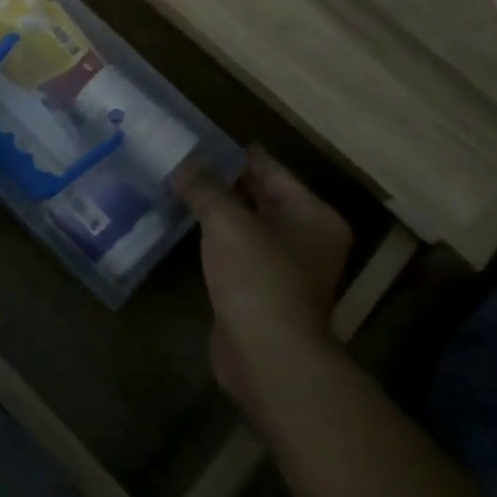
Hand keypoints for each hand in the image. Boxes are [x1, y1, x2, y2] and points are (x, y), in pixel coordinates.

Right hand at [177, 146, 352, 426]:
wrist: (268, 358)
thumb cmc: (259, 279)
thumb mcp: (228, 223)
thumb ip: (205, 188)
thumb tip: (182, 162)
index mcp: (314, 217)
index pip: (274, 172)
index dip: (242, 155)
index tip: (210, 138)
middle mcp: (307, 240)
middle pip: (264, 198)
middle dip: (229, 181)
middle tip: (190, 158)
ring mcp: (286, 270)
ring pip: (249, 227)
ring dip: (221, 210)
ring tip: (183, 185)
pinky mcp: (261, 293)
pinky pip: (237, 253)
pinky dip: (217, 239)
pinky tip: (189, 226)